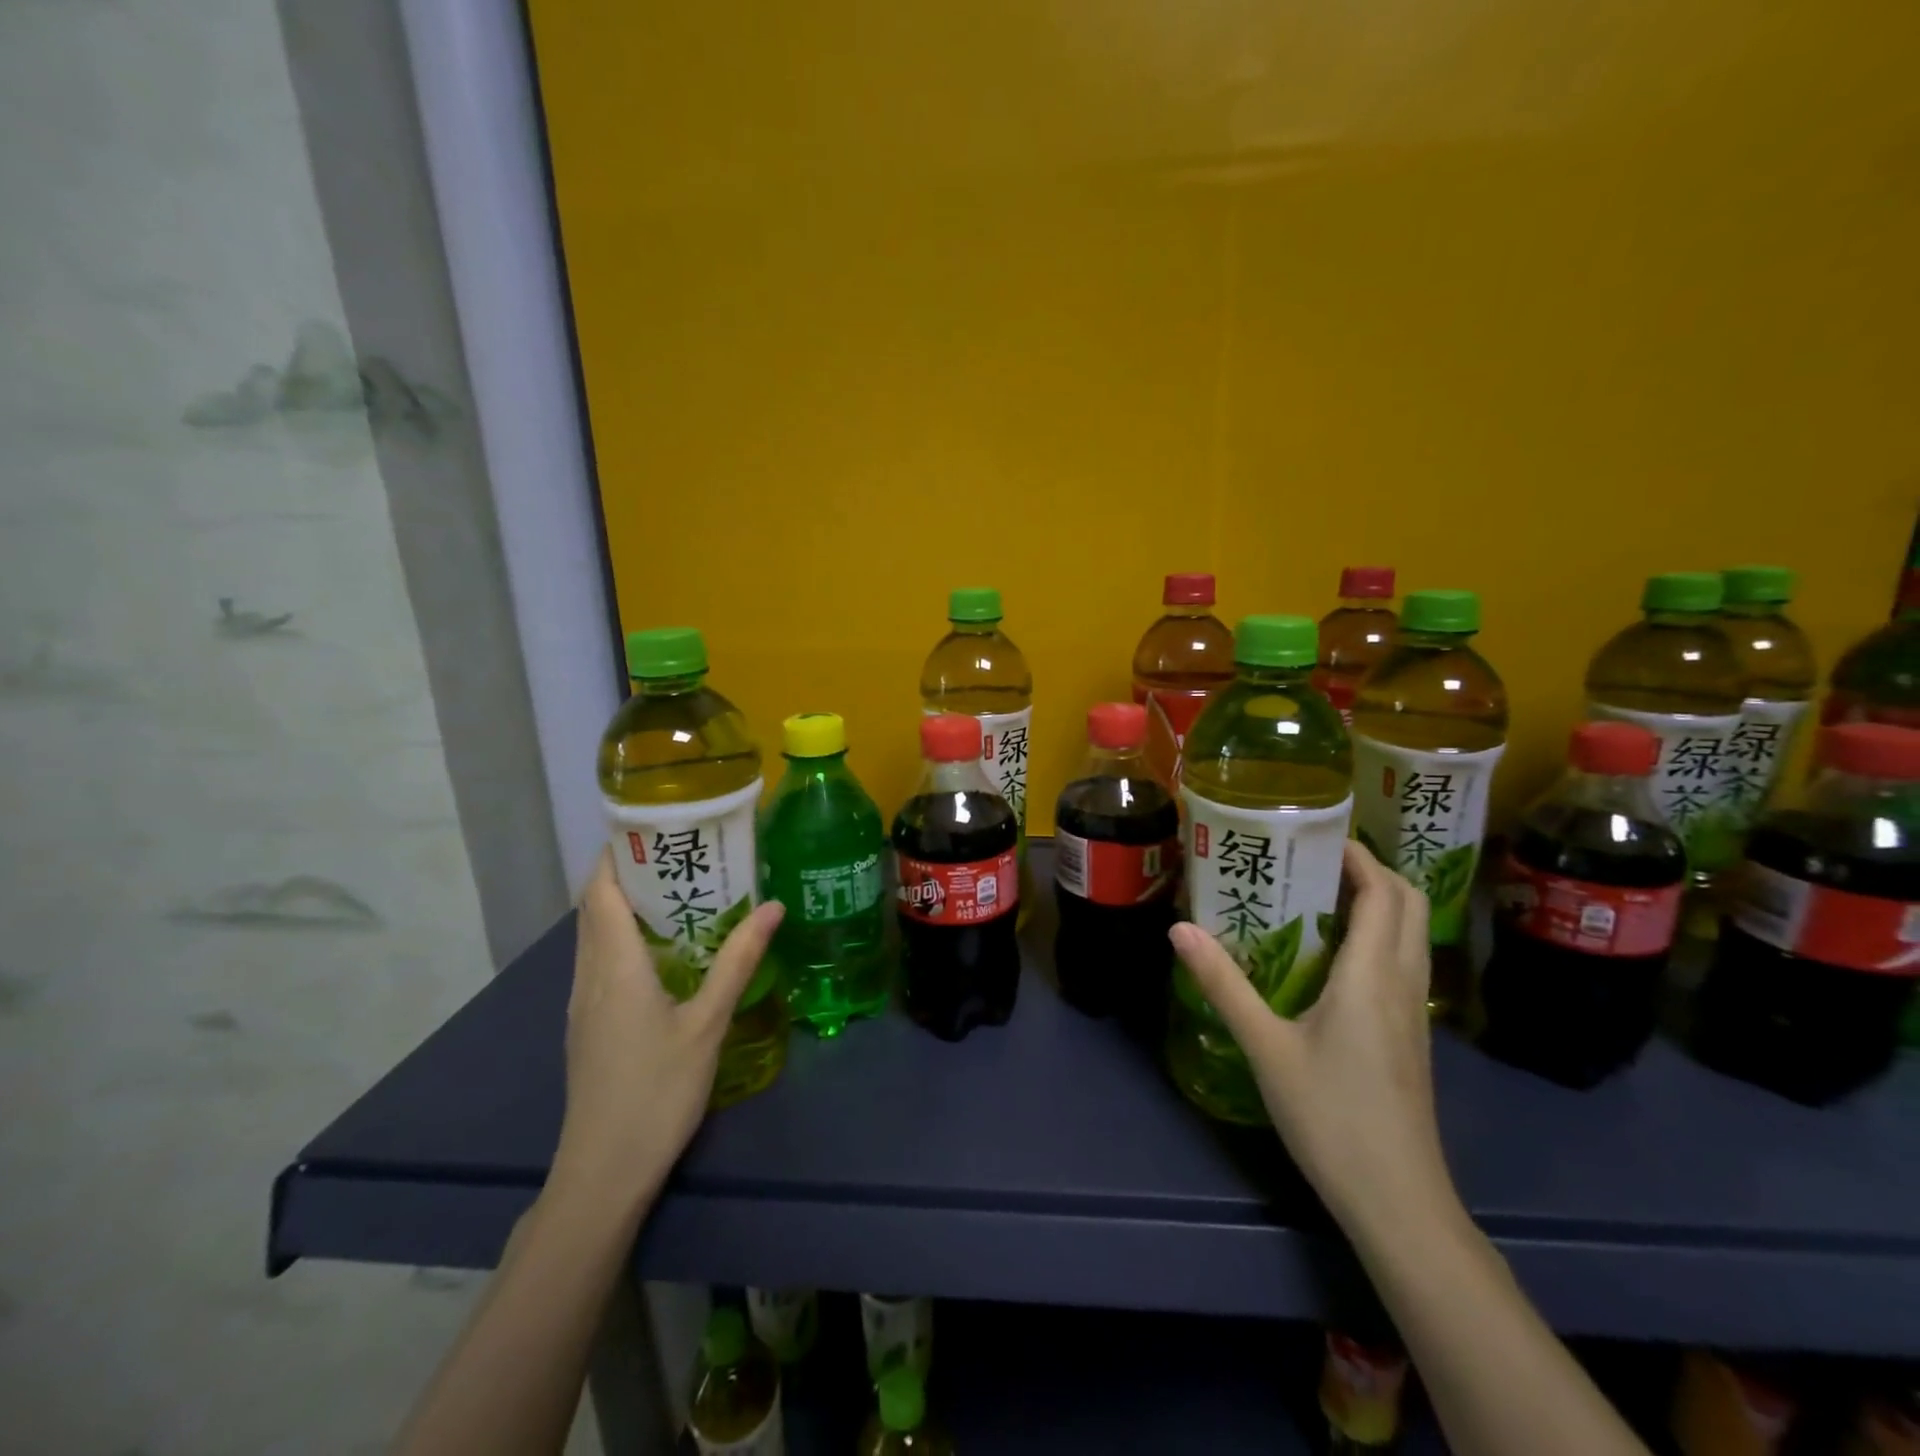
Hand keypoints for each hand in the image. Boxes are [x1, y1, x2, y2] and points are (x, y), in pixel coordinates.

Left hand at [548, 849, 783, 1217]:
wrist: (604, 1171)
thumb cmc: (658, 1091)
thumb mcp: (708, 1023)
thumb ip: (738, 960)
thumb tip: (772, 906)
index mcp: (614, 965)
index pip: (601, 890)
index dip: (618, 852)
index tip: (656, 826)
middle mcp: (589, 975)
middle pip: (595, 907)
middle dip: (629, 872)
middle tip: (683, 853)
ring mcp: (584, 1002)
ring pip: (595, 935)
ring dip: (626, 905)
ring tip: (681, 891)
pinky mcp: (588, 1024)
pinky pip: (601, 961)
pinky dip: (625, 937)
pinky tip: (667, 950)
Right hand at [1170, 840, 1453, 1230]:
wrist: (1397, 1201)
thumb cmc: (1331, 1117)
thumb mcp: (1265, 1047)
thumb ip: (1223, 984)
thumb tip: (1180, 928)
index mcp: (1371, 975)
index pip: (1382, 893)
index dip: (1357, 855)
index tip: (1316, 834)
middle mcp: (1401, 983)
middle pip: (1405, 904)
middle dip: (1368, 870)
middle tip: (1312, 860)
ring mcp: (1412, 1012)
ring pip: (1409, 934)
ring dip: (1375, 902)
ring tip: (1316, 895)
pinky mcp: (1409, 1036)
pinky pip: (1400, 962)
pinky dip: (1376, 936)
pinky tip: (1330, 956)